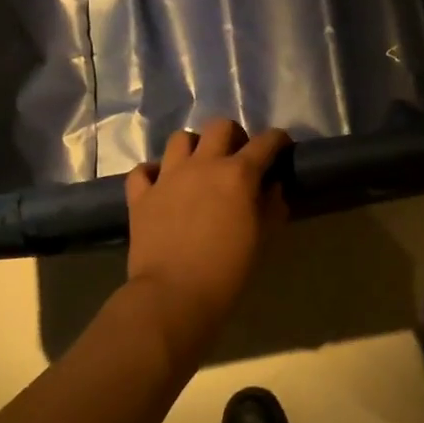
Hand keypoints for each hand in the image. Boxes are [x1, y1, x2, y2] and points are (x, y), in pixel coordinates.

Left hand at [124, 120, 290, 350]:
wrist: (173, 295)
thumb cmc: (228, 269)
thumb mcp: (262, 237)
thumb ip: (272, 205)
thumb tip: (272, 186)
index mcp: (238, 173)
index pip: (266, 142)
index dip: (278, 140)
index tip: (282, 146)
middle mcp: (203, 165)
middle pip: (219, 127)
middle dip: (234, 136)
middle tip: (238, 157)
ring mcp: (168, 177)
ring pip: (180, 139)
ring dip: (194, 148)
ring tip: (199, 167)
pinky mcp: (140, 196)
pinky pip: (143, 170)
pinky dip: (153, 173)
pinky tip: (162, 185)